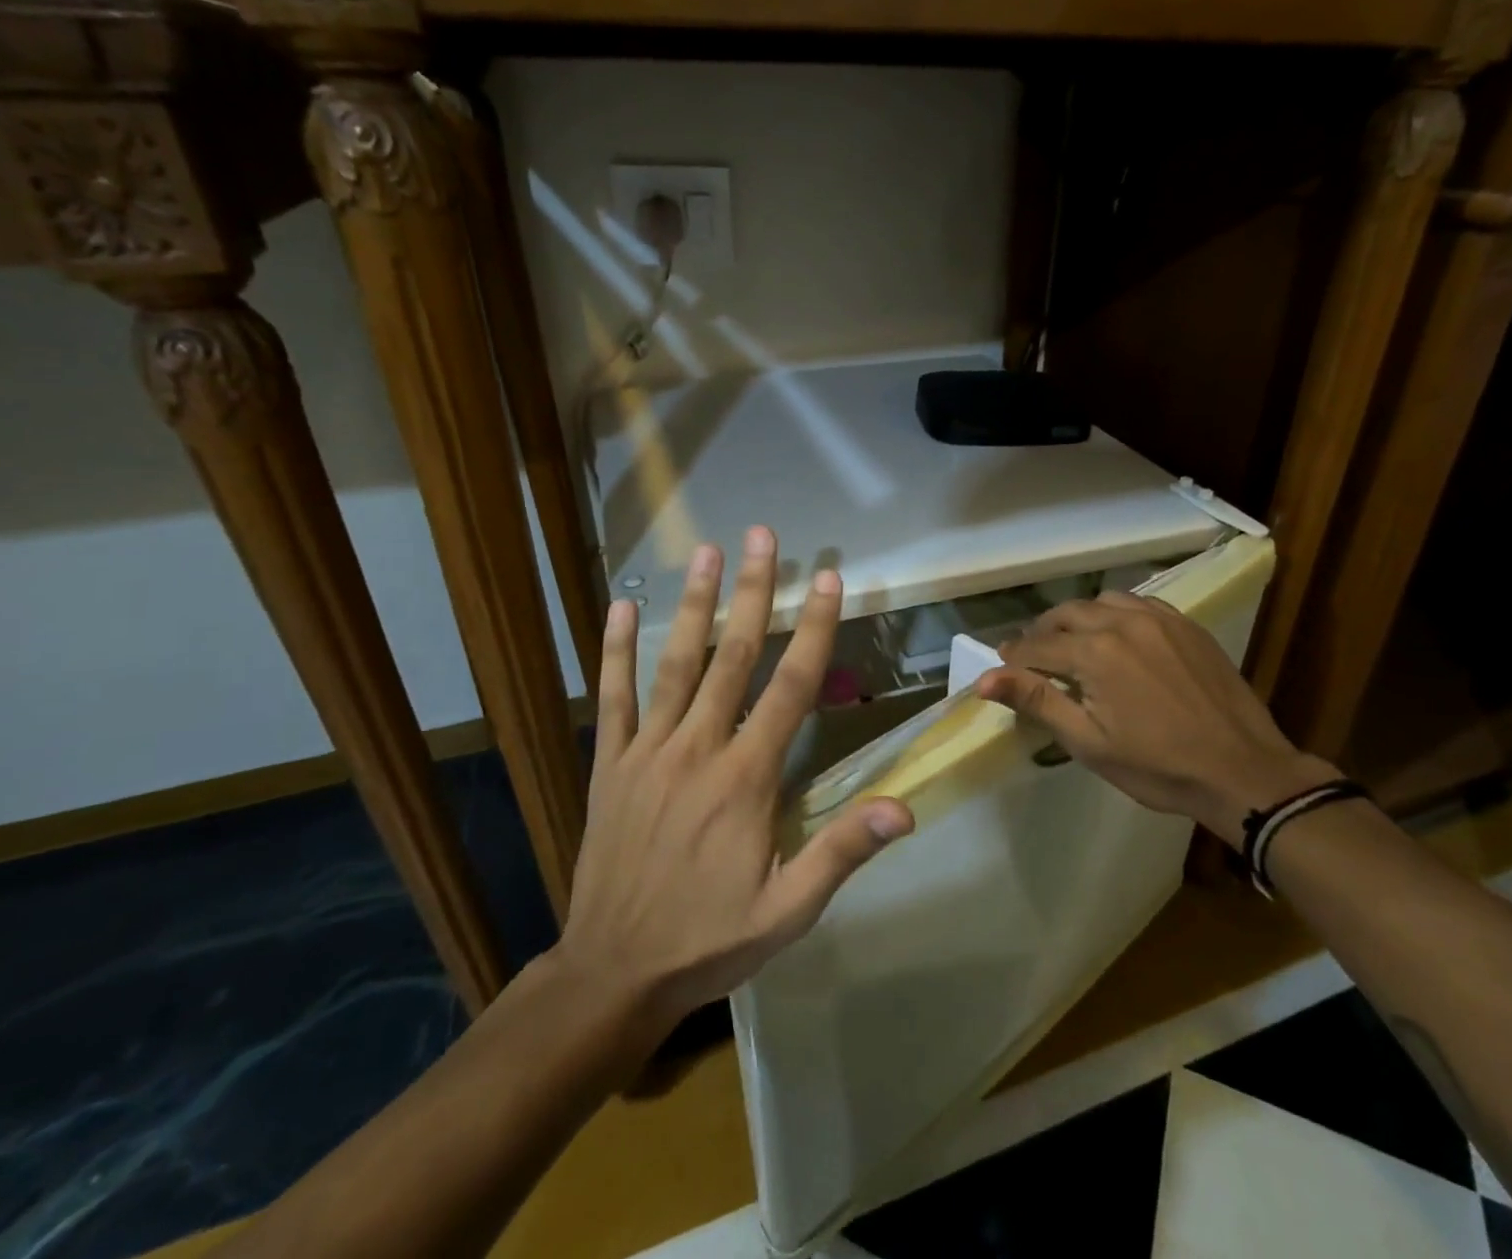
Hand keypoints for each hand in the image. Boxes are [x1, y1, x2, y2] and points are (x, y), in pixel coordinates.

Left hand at [556, 526, 913, 1041]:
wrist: (613, 974)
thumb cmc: (709, 940)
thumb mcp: (788, 911)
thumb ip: (842, 852)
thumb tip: (903, 807)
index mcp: (746, 778)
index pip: (790, 688)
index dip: (813, 630)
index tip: (826, 580)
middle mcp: (698, 749)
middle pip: (732, 657)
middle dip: (753, 592)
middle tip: (762, 537)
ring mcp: (647, 752)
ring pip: (676, 665)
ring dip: (695, 605)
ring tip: (706, 552)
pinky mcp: (608, 765)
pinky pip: (612, 699)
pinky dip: (615, 651)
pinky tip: (619, 608)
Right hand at [976, 591, 1329, 841]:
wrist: (1243, 771)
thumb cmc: (1158, 767)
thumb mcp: (1088, 742)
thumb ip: (1036, 701)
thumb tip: (984, 678)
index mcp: (1094, 652)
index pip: (1036, 645)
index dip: (1013, 657)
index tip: (1002, 667)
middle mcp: (1122, 622)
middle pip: (1065, 614)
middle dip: (1042, 633)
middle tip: (1033, 658)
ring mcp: (1159, 619)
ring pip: (1102, 601)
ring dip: (1079, 618)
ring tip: (1075, 644)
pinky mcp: (1186, 625)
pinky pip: (1139, 603)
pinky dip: (1116, 614)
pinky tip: (1119, 636)